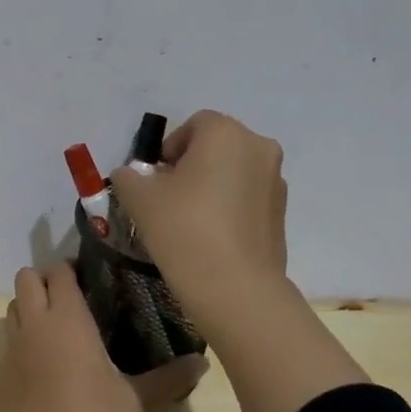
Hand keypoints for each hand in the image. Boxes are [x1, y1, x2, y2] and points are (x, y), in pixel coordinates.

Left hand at [0, 263, 198, 411]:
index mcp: (65, 320)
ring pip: (11, 309)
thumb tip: (203, 362)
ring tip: (58, 331)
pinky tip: (43, 371)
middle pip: (25, 279)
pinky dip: (20, 342)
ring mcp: (8, 352)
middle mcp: (32, 326)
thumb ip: (166, 378)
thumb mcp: (136, 404)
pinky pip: (5, 344)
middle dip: (45, 280)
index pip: (58, 273)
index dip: (71, 269)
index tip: (92, 277)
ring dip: (29, 308)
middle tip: (74, 301)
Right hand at [109, 110, 288, 311]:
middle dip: (191, 164)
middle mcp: (258, 147)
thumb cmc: (183, 228)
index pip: (194, 124)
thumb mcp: (138, 198)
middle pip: (217, 145)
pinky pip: (248, 196)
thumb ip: (128, 176)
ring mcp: (276, 181)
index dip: (169, 148)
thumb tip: (130, 175)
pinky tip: (210, 235)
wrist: (234, 286)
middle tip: (168, 196)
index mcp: (225, 134)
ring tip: (188, 218)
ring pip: (234, 171)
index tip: (154, 178)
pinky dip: (229, 206)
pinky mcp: (282, 212)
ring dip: (212, 184)